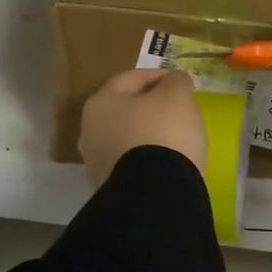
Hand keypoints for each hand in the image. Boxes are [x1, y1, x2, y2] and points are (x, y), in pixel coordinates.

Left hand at [78, 68, 208, 188]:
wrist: (154, 195)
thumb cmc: (163, 133)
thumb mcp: (177, 97)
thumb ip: (176, 82)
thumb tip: (173, 81)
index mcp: (100, 103)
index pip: (131, 79)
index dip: (159, 76)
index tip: (181, 83)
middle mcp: (90, 131)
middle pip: (126, 110)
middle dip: (151, 107)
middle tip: (179, 110)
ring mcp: (96, 164)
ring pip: (127, 139)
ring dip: (148, 135)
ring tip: (176, 139)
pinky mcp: (110, 189)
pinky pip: (132, 164)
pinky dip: (147, 159)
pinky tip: (166, 163)